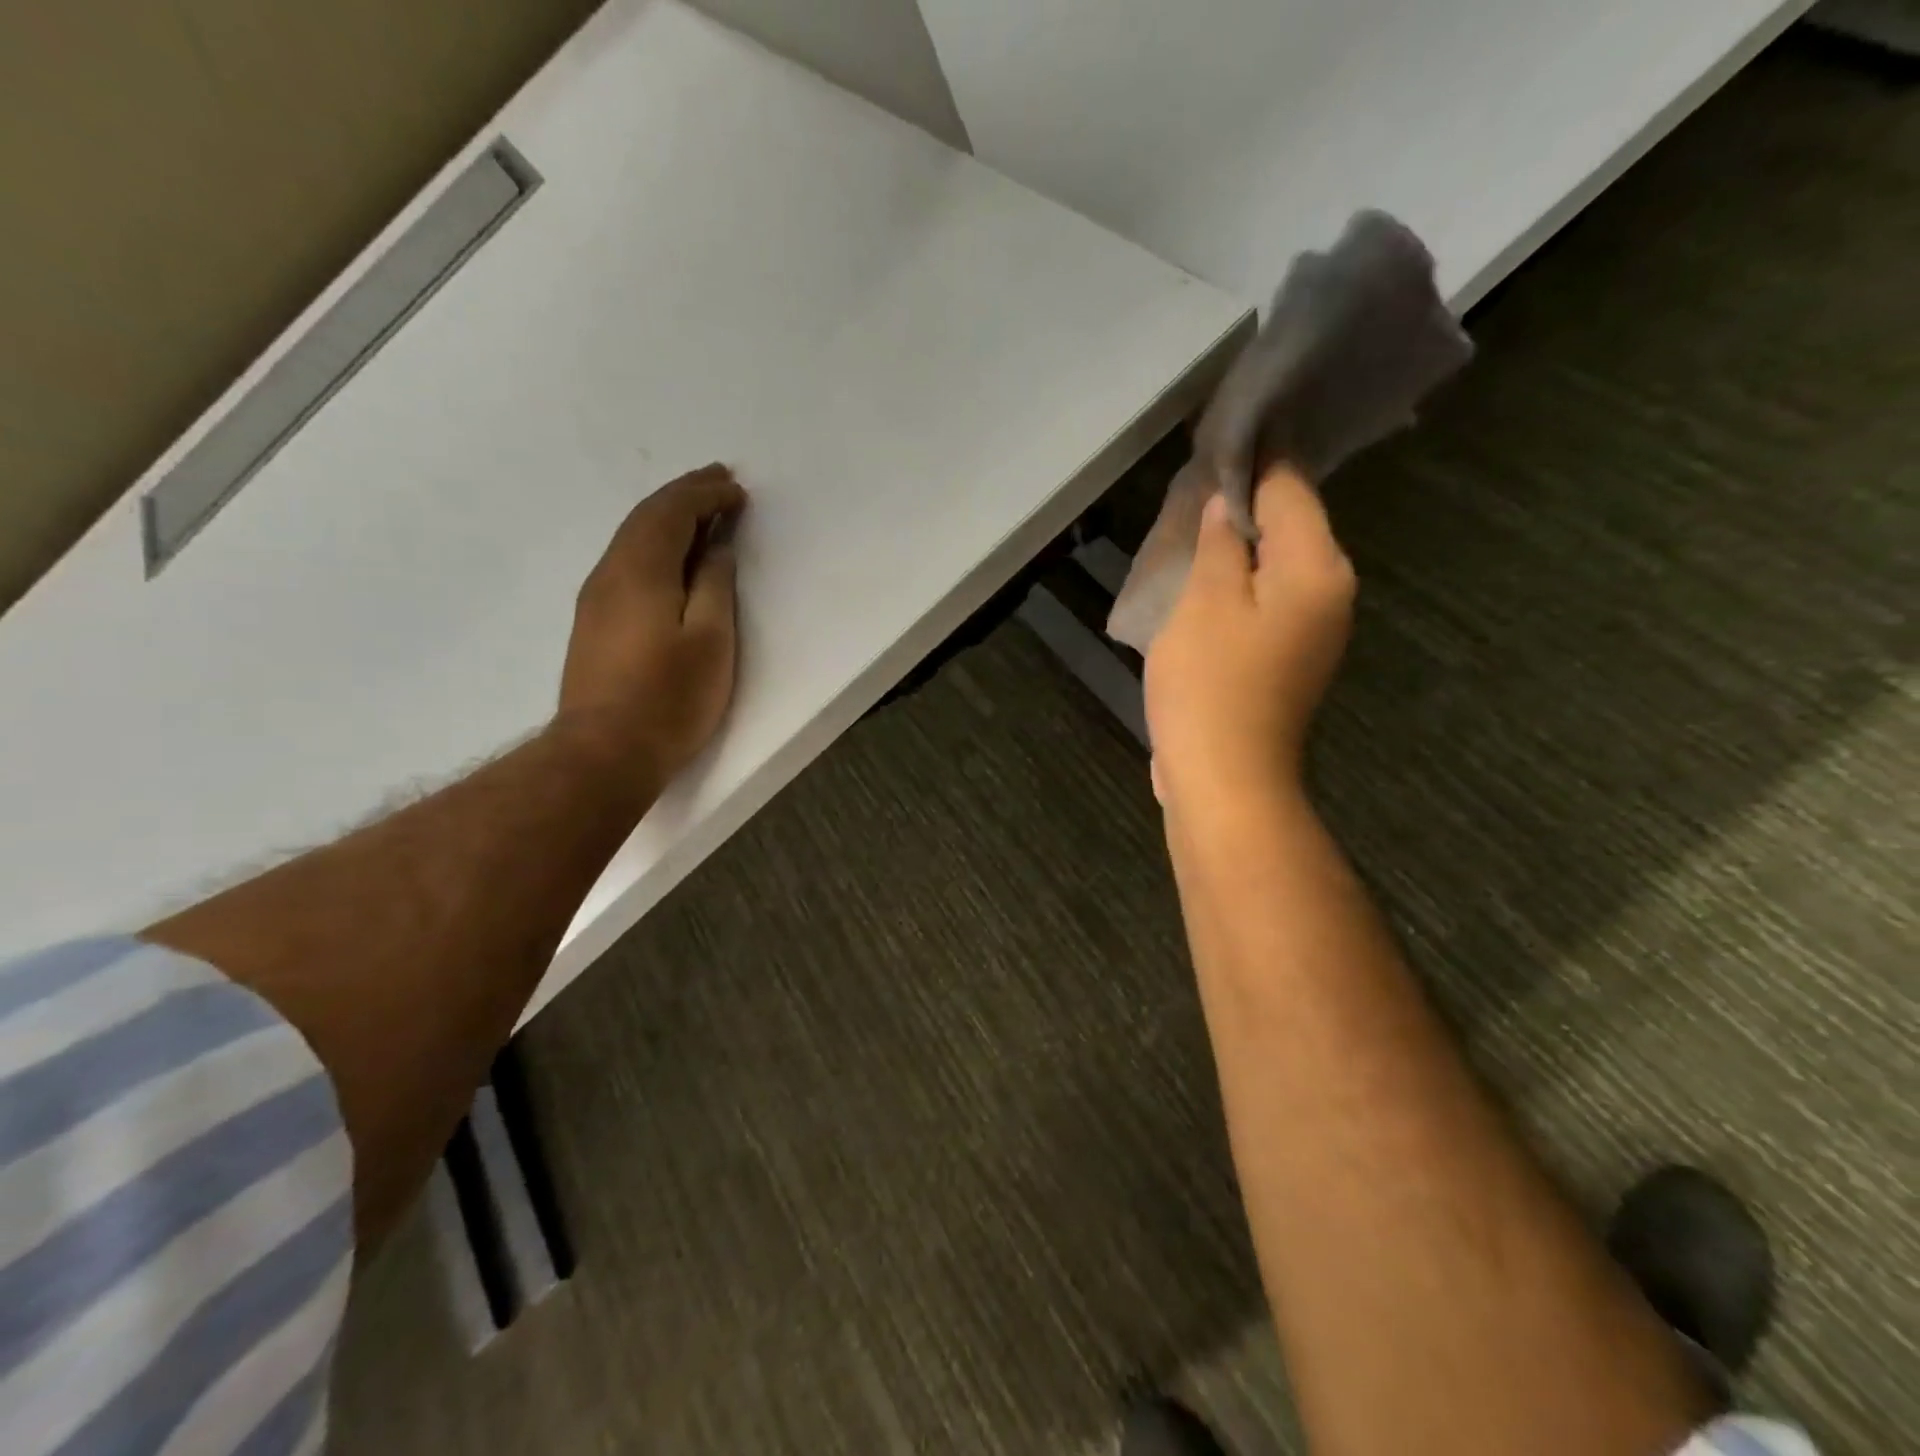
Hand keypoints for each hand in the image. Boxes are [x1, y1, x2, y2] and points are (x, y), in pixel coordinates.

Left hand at [557, 464, 747, 800]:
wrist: (604, 751)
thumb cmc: (669, 697)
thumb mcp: (710, 640)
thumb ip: (714, 586)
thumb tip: (715, 549)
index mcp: (641, 570)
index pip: (671, 512)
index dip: (704, 494)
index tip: (736, 488)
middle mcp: (610, 573)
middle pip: (646, 518)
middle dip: (684, 496)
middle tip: (719, 482)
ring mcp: (595, 599)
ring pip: (632, 540)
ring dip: (668, 519)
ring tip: (701, 515)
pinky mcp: (593, 624)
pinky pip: (626, 563)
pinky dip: (654, 546)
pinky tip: (671, 560)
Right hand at [1143, 467, 1354, 816]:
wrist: (1226, 778)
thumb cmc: (1211, 685)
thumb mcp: (1204, 602)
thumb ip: (1219, 544)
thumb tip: (1226, 505)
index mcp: (1317, 568)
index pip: (1291, 488)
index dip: (1255, 459)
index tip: (1221, 434)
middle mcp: (1331, 592)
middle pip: (1292, 525)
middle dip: (1248, 500)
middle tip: (1198, 479)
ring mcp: (1314, 630)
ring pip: (1278, 564)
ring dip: (1242, 543)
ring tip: (1196, 521)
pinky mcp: (1291, 659)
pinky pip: (1269, 599)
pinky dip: (1242, 582)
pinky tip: (1209, 577)